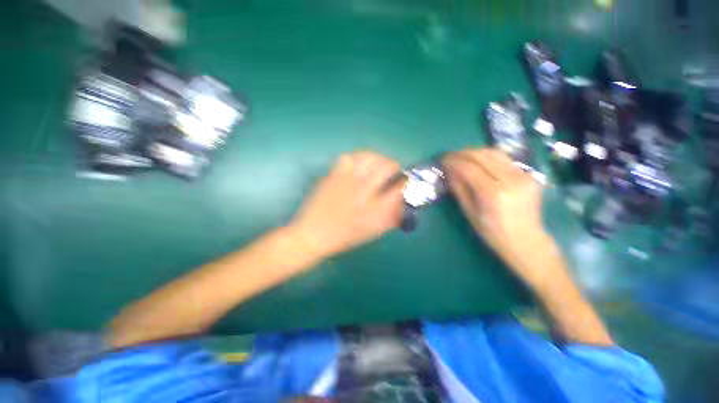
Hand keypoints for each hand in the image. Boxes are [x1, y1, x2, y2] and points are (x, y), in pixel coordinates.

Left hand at [289, 151, 404, 259]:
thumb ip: (390, 218)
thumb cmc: (344, 237)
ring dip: (377, 159)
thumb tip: (401, 204)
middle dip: (394, 166)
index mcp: (374, 209)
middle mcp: (362, 191)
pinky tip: (357, 166)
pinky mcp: (333, 176)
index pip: (398, 188)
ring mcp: (346, 181)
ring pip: (368, 157)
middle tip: (392, 171)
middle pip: (386, 167)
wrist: (313, 234)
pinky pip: (347, 157)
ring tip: (376, 165)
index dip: (405, 183)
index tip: (404, 182)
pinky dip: (356, 158)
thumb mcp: (371, 232)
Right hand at [442, 148, 558, 287]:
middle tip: (449, 156)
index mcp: (493, 194)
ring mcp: (524, 175)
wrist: (526, 241)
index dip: (453, 161)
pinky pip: (504, 159)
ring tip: (462, 156)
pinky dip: (488, 157)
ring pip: (495, 153)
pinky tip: (479, 162)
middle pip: (482, 155)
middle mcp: (511, 180)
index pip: (469, 168)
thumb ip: (459, 189)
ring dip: (475, 152)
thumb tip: (449, 171)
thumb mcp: (470, 213)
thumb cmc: (493, 233)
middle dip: (462, 153)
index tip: (442, 160)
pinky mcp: (529, 175)